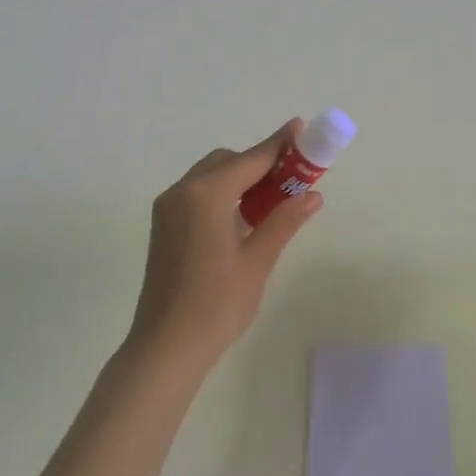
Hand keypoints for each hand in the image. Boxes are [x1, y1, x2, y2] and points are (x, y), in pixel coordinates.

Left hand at [126, 119, 322, 371]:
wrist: (166, 347)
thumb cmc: (217, 305)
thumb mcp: (257, 261)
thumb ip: (284, 221)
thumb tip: (312, 195)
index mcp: (206, 195)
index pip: (251, 159)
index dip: (279, 145)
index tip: (302, 129)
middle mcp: (182, 192)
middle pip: (228, 162)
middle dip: (260, 163)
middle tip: (293, 178)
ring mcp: (168, 209)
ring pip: (211, 176)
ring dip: (241, 178)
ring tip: (273, 200)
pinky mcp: (163, 226)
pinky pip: (198, 194)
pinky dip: (223, 194)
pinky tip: (243, 218)